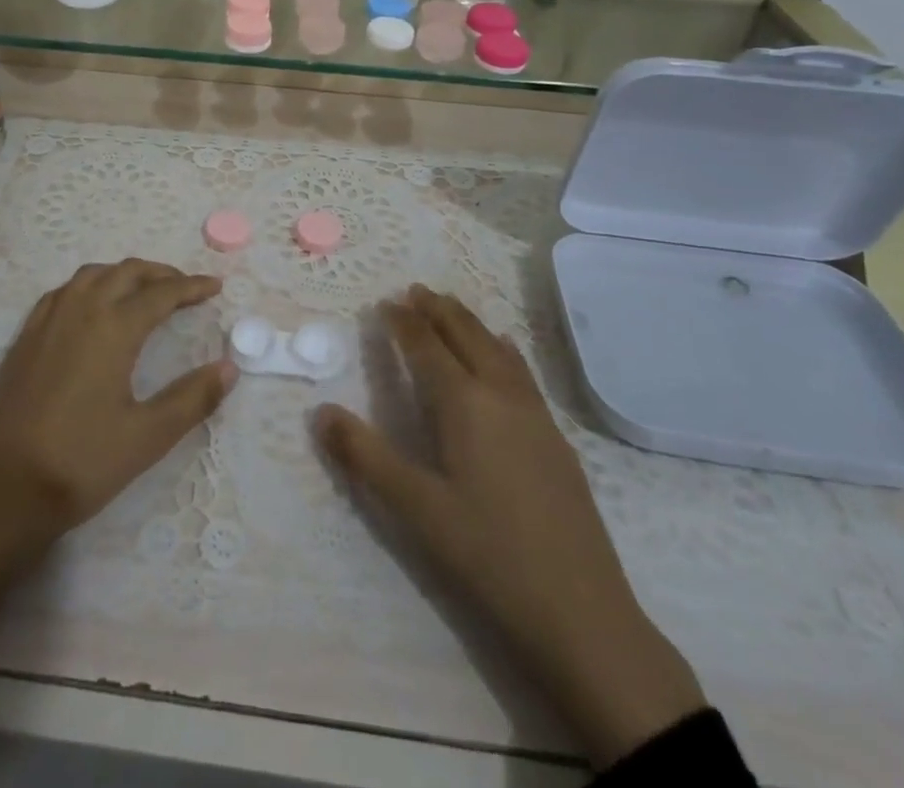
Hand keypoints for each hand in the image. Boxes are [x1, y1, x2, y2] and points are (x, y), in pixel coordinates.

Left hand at [0, 258, 235, 562]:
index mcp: (113, 327)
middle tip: (185, 288)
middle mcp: (80, 310)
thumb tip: (229, 368)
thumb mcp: (148, 436)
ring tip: (143, 290)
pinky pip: (63, 292)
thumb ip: (192, 398)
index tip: (215, 287)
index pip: (161, 294)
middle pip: (126, 272)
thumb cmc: (82, 462)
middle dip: (160, 273)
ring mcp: (47, 320)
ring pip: (92, 275)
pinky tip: (92, 307)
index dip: (192, 287)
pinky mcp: (25, 337)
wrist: (4, 490)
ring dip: (123, 274)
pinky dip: (89, 285)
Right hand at [314, 287, 705, 766]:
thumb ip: (365, 456)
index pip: (427, 346)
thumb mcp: (415, 508)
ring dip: (470, 323)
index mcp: (464, 403)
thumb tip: (320, 411)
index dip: (404, 322)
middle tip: (416, 290)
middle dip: (439, 310)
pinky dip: (501, 348)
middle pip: (467, 335)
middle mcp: (501, 395)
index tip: (385, 302)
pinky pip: (521, 371)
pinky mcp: (556, 438)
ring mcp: (535, 415)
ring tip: (452, 308)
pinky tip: (504, 353)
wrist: (583, 613)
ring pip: (498, 348)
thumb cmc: (488, 555)